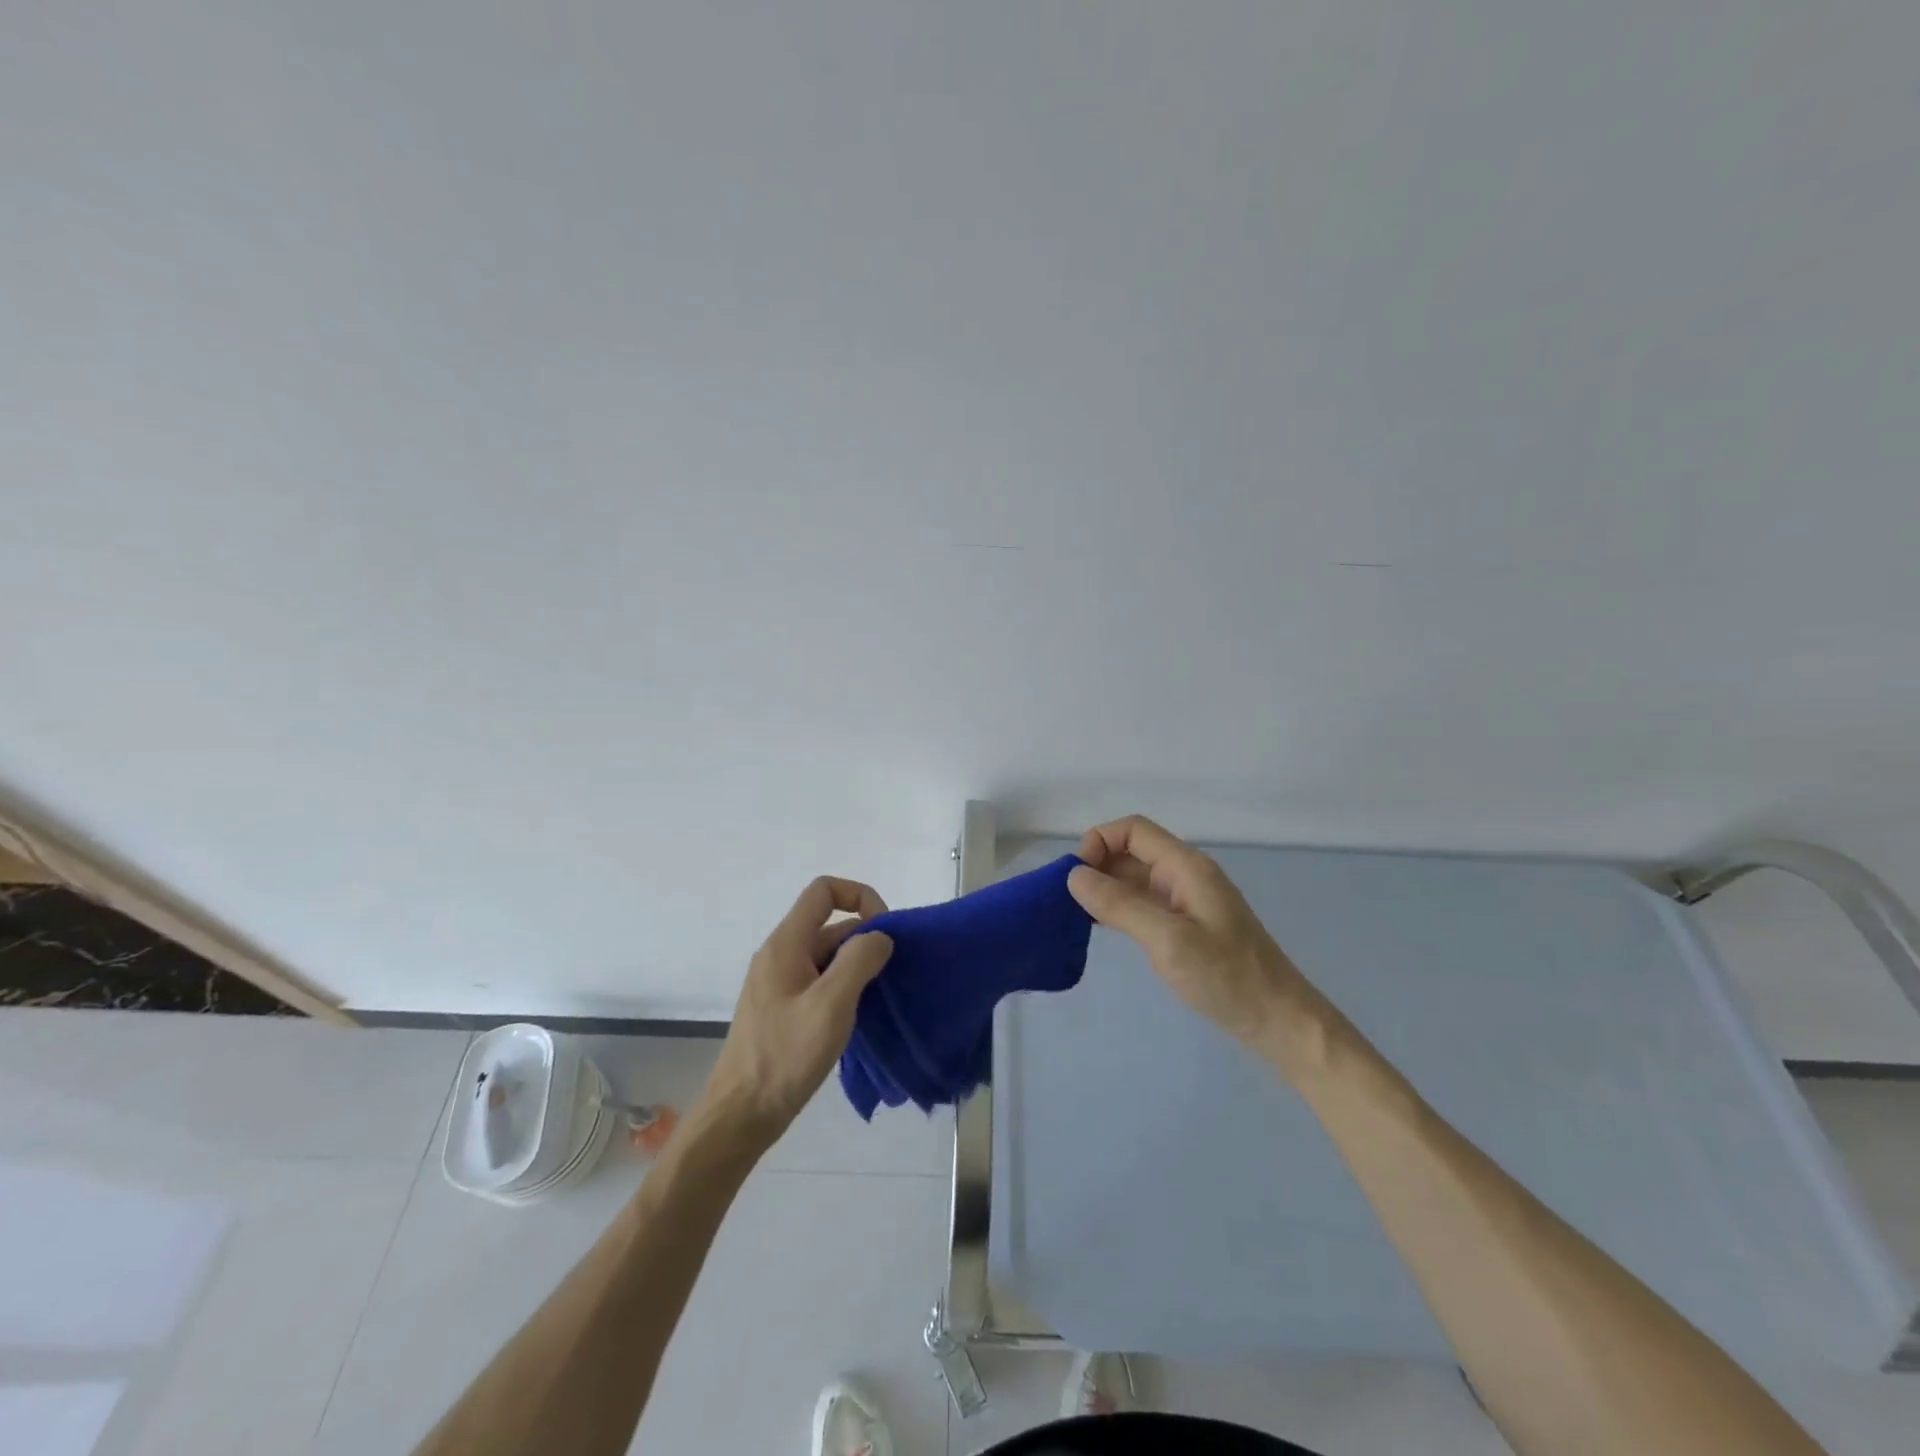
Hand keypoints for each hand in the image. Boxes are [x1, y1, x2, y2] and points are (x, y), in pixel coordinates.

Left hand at [702, 877, 893, 1147]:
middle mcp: (780, 955)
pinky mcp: (783, 1009)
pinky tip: (860, 1015)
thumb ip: (858, 960)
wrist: (740, 1115)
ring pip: (827, 956)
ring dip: (857, 965)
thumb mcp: (830, 1005)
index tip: (885, 930)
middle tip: (892, 972)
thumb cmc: (785, 1056)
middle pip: (829, 924)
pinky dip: (844, 987)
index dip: (860, 896)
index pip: (824, 891)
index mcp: (786, 944)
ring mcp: (779, 984)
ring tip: (882, 995)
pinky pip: (820, 981)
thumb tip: (879, 936)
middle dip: (865, 937)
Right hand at [1068, 815, 1311, 1052]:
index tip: (1076, 878)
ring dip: (1106, 887)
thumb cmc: (1227, 978)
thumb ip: (1120, 905)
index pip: (1133, 830)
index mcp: (1186, 866)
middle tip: (1069, 900)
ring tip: (1077, 914)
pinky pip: (1145, 902)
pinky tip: (1102, 926)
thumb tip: (1074, 876)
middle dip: (1097, 865)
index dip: (1099, 841)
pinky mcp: (1186, 924)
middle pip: (1132, 850)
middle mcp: (1186, 874)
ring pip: (1136, 877)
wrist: (1279, 1021)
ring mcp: (1187, 900)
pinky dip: (1119, 906)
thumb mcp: (1168, 940)